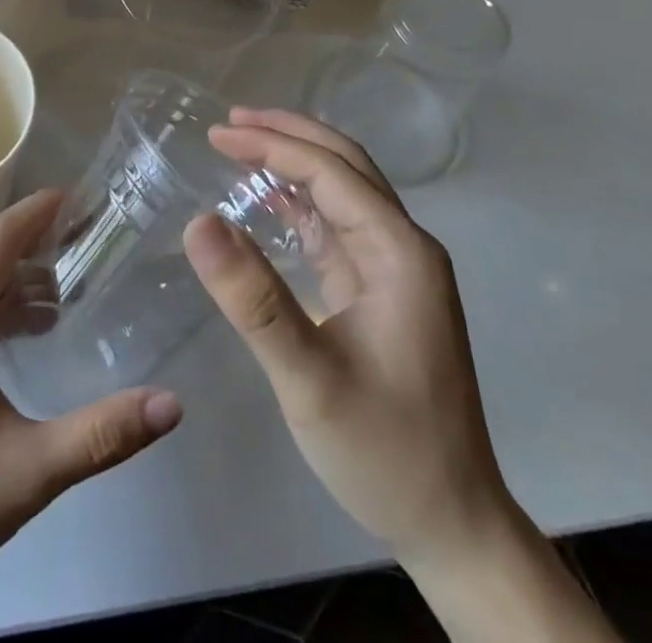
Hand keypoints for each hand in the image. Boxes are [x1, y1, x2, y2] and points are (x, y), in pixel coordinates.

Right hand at [182, 109, 510, 564]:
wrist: (452, 527)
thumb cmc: (385, 451)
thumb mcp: (309, 379)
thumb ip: (254, 299)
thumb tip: (198, 221)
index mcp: (399, 253)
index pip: (330, 173)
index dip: (272, 145)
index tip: (217, 134)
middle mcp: (404, 248)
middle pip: (345, 166)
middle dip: (288, 135)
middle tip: (228, 123)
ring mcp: (396, 270)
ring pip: (343, 190)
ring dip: (294, 160)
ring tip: (242, 144)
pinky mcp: (382, 292)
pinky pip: (338, 226)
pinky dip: (300, 200)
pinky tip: (270, 198)